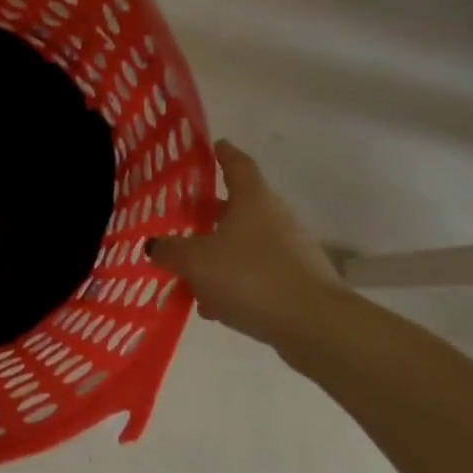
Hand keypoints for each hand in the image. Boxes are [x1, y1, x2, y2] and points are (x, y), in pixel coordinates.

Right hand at [146, 140, 348, 351]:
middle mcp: (275, 218)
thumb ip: (170, 251)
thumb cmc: (252, 277)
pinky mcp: (298, 282)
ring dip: (219, 252)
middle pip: (240, 206)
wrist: (317, 326)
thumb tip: (155, 245)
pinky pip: (257, 273)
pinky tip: (213, 305)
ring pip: (246, 243)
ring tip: (190, 270)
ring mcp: (291, 251)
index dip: (224, 153)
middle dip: (211, 211)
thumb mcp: (196, 262)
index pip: (237, 164)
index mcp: (253, 200)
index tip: (214, 145)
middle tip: (185, 214)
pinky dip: (234, 281)